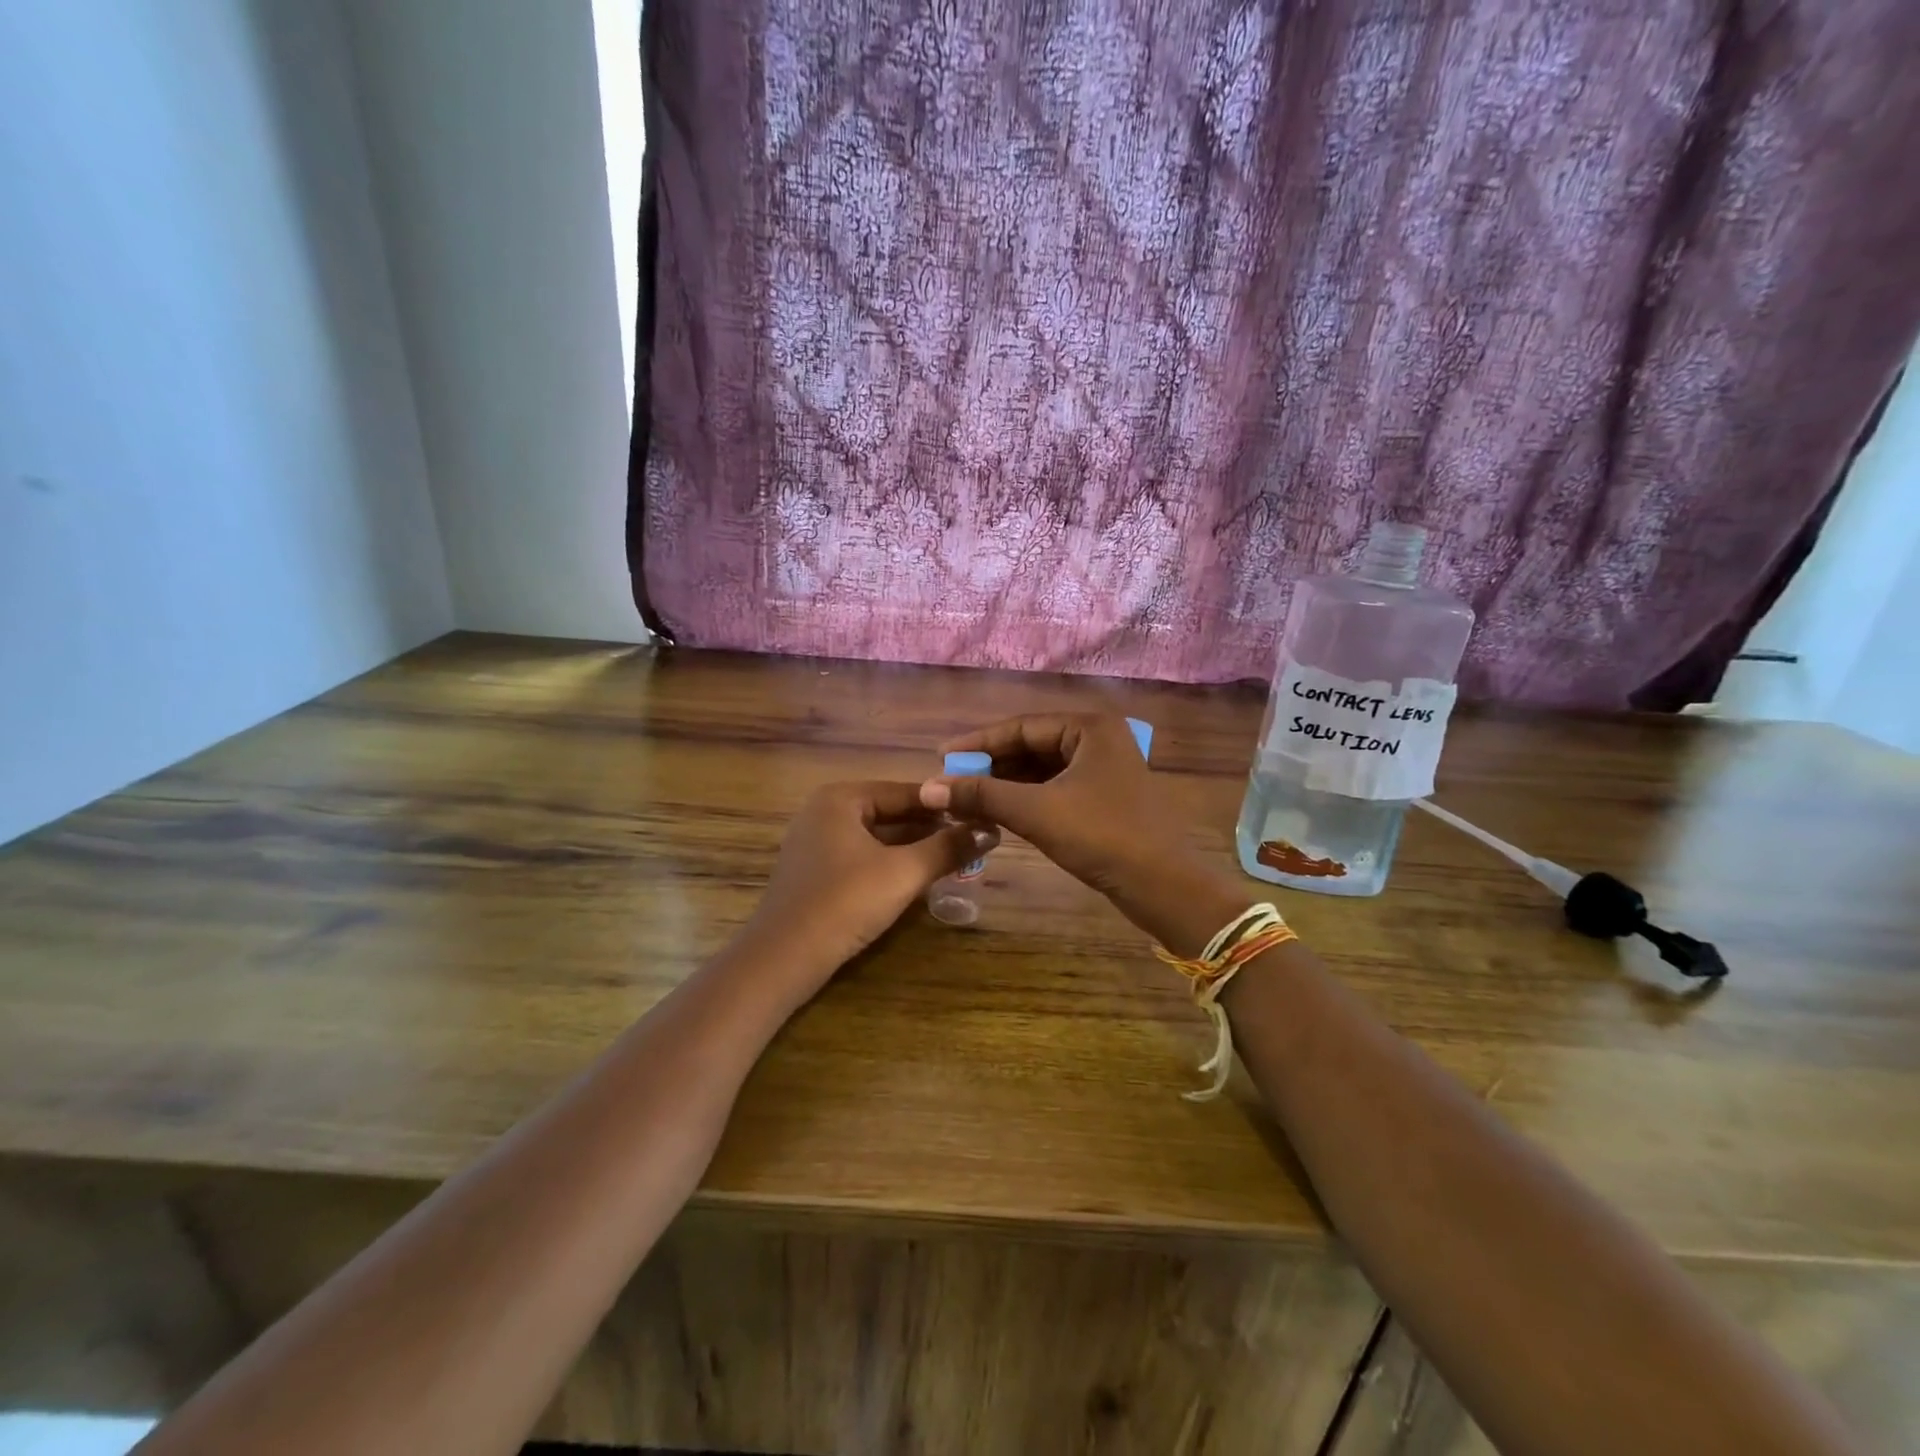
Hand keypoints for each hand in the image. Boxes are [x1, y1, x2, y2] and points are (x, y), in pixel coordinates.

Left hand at [743, 781, 996, 989]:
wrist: (784, 958)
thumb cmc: (845, 902)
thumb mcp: (904, 873)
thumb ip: (948, 848)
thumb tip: (990, 829)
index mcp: (841, 798)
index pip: (905, 792)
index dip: (945, 804)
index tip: (981, 815)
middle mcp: (825, 811)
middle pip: (890, 813)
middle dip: (931, 828)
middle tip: (973, 839)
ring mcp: (816, 842)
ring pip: (877, 837)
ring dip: (914, 848)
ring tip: (955, 857)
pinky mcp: (815, 872)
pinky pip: (862, 857)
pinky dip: (891, 864)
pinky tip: (919, 878)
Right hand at [918, 715, 1241, 953]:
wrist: (1162, 886)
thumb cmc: (1101, 836)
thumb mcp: (1036, 811)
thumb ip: (981, 794)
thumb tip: (928, 787)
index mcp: (1090, 727)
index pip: (1021, 726)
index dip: (978, 742)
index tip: (941, 757)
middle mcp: (1099, 739)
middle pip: (1031, 746)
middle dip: (991, 766)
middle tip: (952, 782)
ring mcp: (1105, 769)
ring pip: (1042, 769)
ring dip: (1006, 784)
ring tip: (967, 800)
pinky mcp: (1105, 797)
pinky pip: (1056, 788)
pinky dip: (1026, 799)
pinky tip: (999, 813)